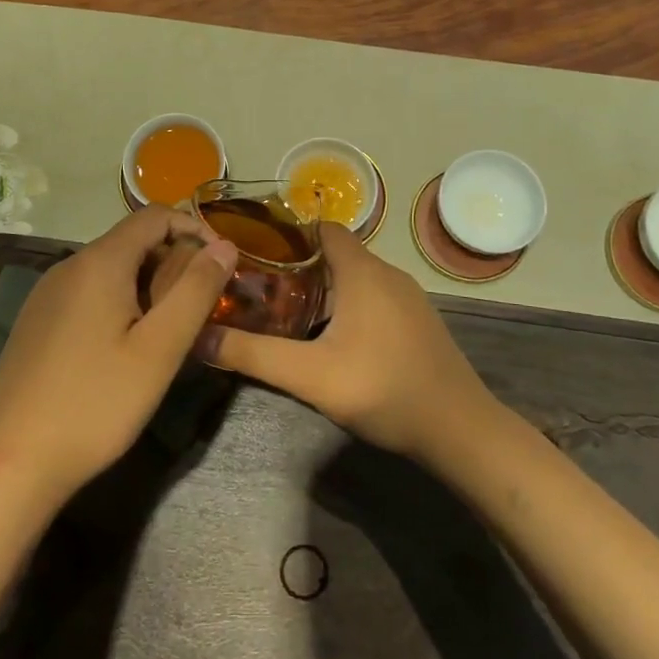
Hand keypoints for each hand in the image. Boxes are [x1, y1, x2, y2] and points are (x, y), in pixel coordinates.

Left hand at [0, 206, 237, 510]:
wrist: (9, 462)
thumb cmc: (95, 403)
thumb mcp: (159, 350)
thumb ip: (196, 291)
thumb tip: (224, 246)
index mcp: (99, 262)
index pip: (154, 215)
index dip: (194, 229)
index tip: (221, 265)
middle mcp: (69, 266)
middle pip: (132, 241)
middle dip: (174, 261)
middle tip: (201, 307)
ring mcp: (47, 294)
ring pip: (110, 269)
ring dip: (148, 284)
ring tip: (170, 330)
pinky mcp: (36, 322)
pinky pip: (89, 293)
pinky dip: (119, 302)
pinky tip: (126, 347)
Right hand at [197, 222, 494, 462]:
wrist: (460, 430)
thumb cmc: (384, 389)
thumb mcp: (310, 376)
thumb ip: (253, 356)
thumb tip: (198, 338)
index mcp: (362, 271)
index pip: (321, 228)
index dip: (287, 234)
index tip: (254, 252)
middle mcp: (387, 273)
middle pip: (334, 253)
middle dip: (296, 266)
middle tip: (259, 288)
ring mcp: (408, 297)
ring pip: (354, 277)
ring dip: (322, 289)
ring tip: (286, 313)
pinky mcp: (417, 321)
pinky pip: (373, 298)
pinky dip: (347, 305)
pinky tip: (331, 339)